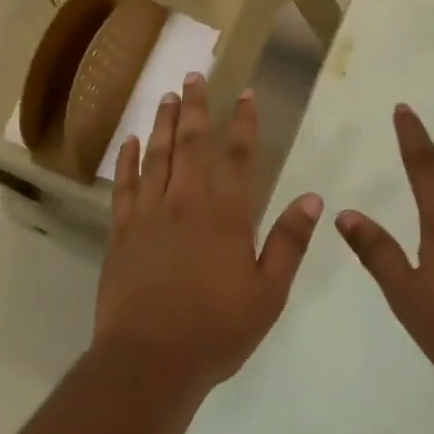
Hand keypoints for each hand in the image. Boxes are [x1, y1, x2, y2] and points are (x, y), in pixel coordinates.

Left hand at [95, 75, 323, 394]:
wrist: (151, 358)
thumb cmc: (217, 330)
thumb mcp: (268, 292)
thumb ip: (288, 242)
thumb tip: (312, 198)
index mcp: (226, 216)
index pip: (238, 156)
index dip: (243, 122)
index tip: (245, 93)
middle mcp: (186, 202)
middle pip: (192, 144)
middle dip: (197, 107)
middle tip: (194, 75)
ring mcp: (149, 214)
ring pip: (157, 155)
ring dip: (164, 123)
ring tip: (167, 95)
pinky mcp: (121, 231)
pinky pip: (125, 185)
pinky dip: (128, 160)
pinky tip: (131, 141)